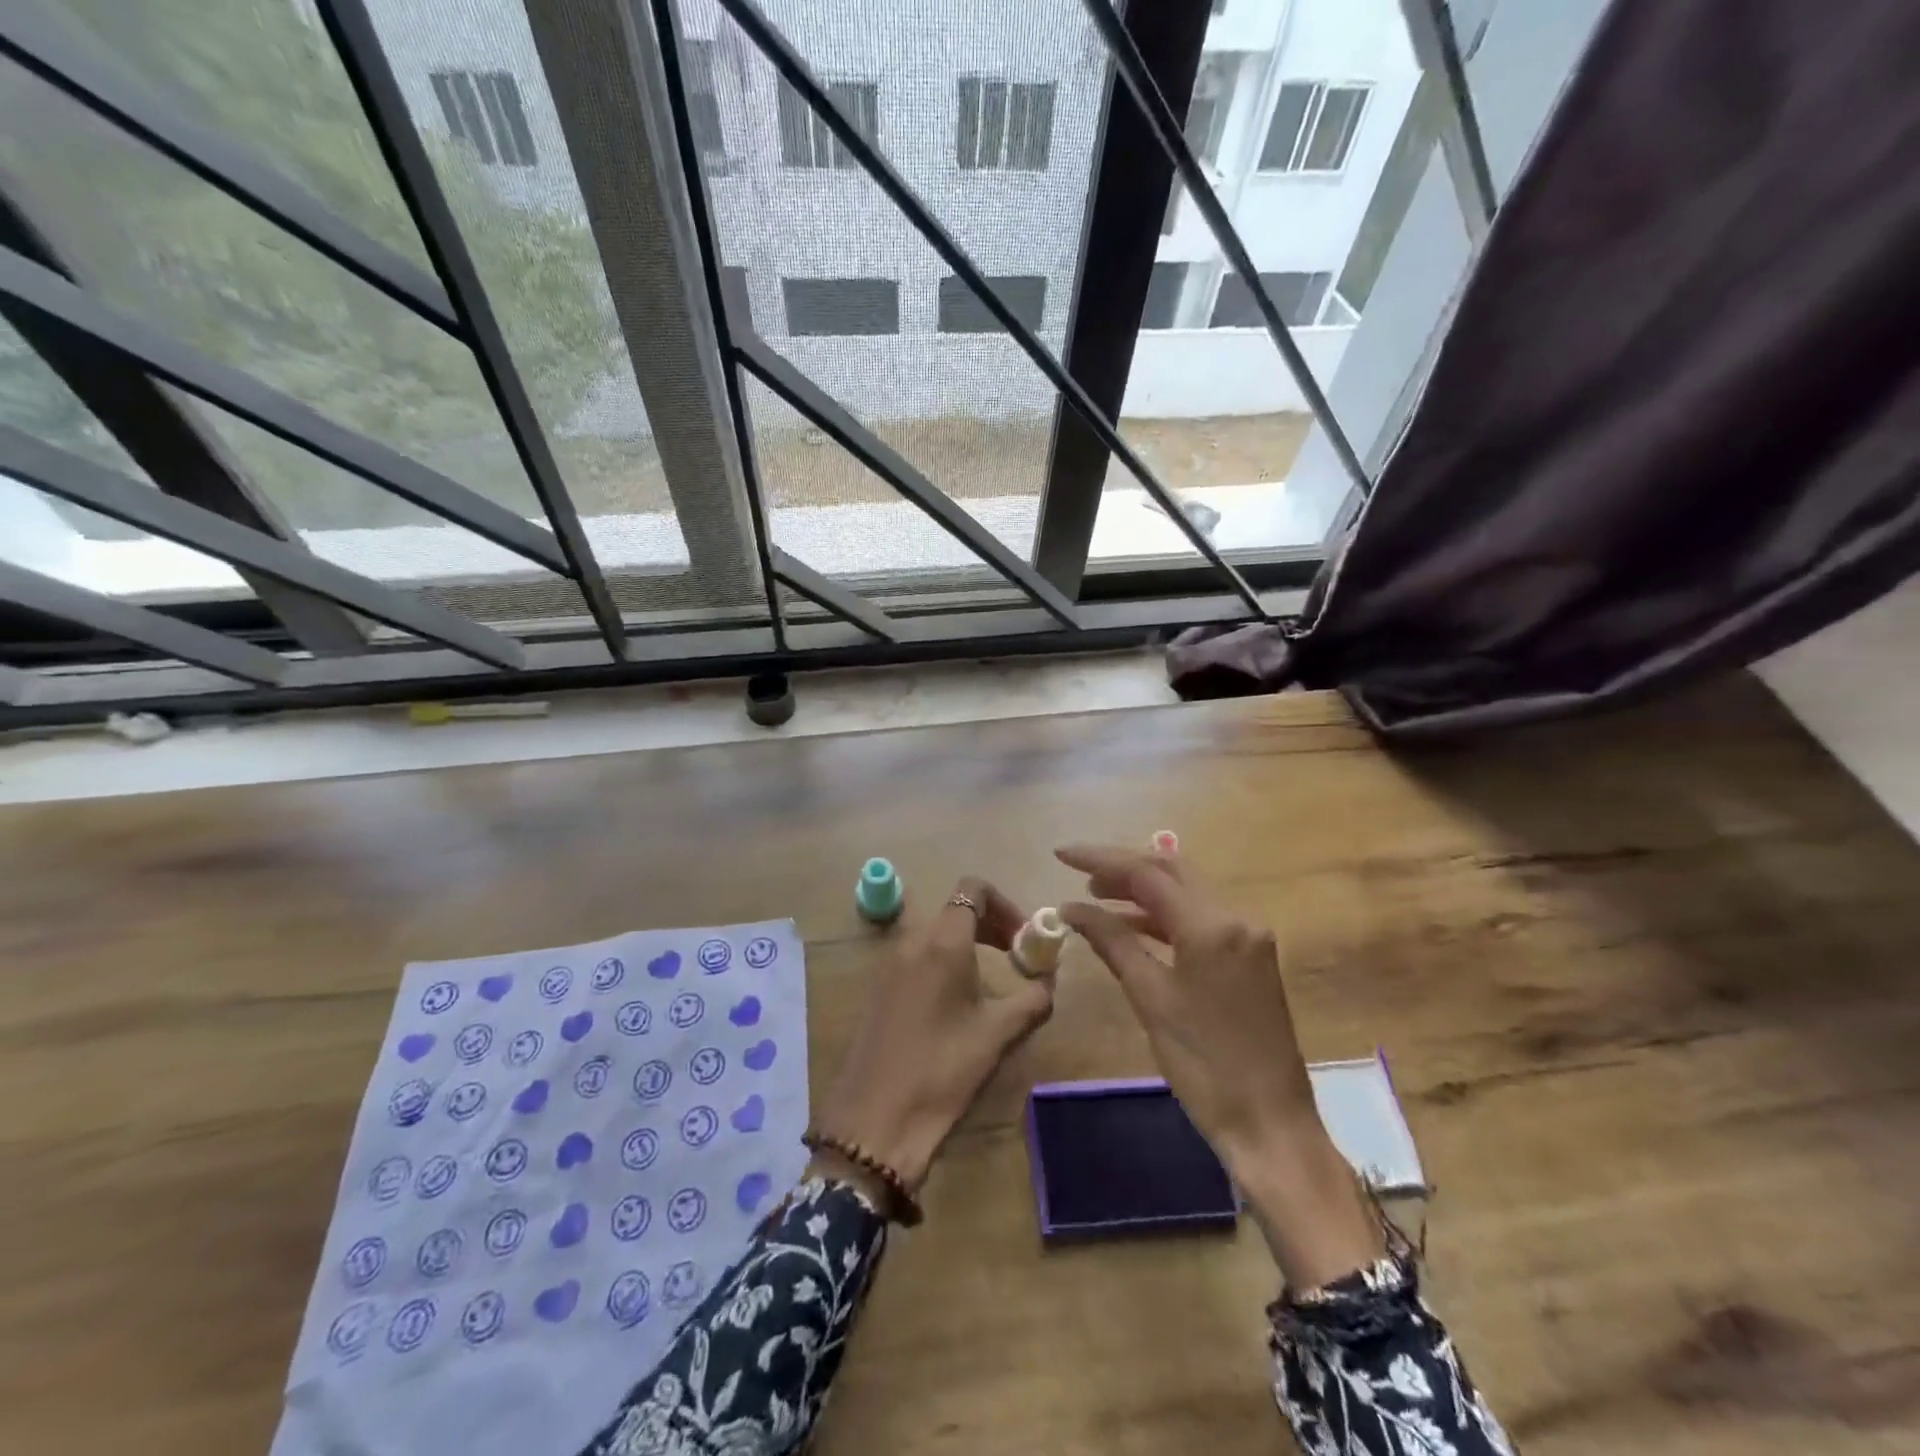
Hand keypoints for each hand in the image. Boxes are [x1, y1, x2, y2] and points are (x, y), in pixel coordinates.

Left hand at [813, 877, 1051, 1198]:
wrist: (875, 1120)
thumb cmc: (942, 1070)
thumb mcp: (998, 1035)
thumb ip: (1033, 998)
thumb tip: (1049, 980)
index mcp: (942, 941)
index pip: (973, 889)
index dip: (1005, 904)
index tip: (1024, 939)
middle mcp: (911, 939)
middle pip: (955, 909)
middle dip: (991, 925)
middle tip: (1016, 958)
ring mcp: (888, 962)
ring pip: (935, 932)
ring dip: (966, 944)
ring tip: (989, 982)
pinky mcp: (877, 986)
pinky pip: (916, 955)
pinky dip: (942, 961)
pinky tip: (955, 1003)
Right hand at [1057, 844, 1381, 1287]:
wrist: (1271, 1125)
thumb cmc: (1205, 1066)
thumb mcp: (1150, 999)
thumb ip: (1112, 942)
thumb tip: (1072, 908)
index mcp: (1212, 925)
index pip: (1147, 872)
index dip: (1100, 859)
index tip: (1060, 854)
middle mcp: (1236, 917)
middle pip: (1171, 871)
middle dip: (1123, 867)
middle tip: (1079, 874)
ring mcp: (1248, 936)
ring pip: (1187, 892)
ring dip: (1142, 890)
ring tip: (1095, 897)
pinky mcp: (1250, 956)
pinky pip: (1200, 918)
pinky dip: (1164, 916)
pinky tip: (1132, 926)